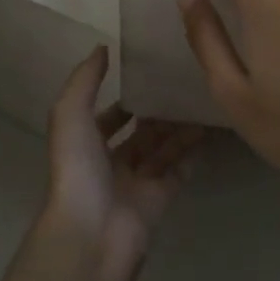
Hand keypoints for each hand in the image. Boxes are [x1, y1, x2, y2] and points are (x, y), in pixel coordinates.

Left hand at [43, 46, 203, 280]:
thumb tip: (103, 47)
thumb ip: (85, 79)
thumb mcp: (70, 114)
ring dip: (178, 128)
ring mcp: (136, 184)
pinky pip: (179, 171)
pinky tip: (209, 129)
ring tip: (201, 100)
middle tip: (185, 85)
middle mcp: (110, 163)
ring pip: (161, 150)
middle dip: (158, 112)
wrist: (92, 233)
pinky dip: (192, 153)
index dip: (127, 98)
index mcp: (86, 144)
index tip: (153, 74)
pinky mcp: (159, 201)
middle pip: (139, 133)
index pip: (109, 116)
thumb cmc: (77, 169)